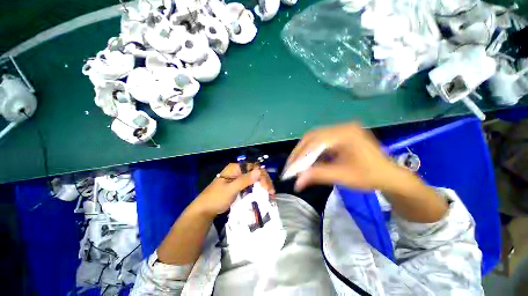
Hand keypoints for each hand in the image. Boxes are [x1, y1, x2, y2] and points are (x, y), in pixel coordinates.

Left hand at [192, 163, 274, 217]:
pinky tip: (263, 195)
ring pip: (254, 180)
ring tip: (270, 195)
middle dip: (264, 181)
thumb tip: (259, 171)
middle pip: (255, 173)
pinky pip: (251, 186)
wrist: (205, 210)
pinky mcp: (240, 187)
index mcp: (235, 168)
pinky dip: (258, 190)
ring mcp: (239, 179)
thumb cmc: (216, 198)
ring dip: (263, 186)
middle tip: (271, 192)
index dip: (262, 176)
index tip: (267, 187)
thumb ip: (244, 180)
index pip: (253, 167)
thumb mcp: (230, 189)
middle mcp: (239, 171)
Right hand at [286, 122, 401, 191]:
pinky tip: (308, 160)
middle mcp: (341, 127)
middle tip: (290, 166)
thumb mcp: (343, 176)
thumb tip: (297, 183)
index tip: (290, 169)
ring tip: (296, 164)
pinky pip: (320, 141)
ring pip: (314, 138)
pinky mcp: (339, 135)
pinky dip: (311, 151)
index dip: (300, 156)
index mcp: (345, 133)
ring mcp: (340, 130)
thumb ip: (318, 175)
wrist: (389, 176)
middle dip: (299, 153)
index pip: (315, 142)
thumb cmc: (369, 176)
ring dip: (303, 151)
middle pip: (312, 137)